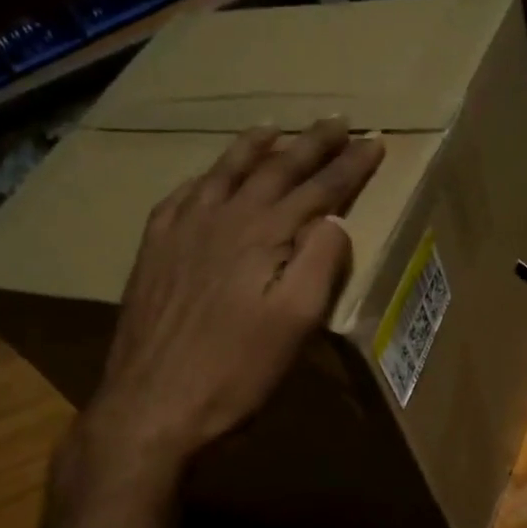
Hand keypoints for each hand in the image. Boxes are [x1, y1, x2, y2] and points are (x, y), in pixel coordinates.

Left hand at [82, 117, 382, 466]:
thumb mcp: (295, 324)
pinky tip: (208, 178)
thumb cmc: (235, 372)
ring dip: (255, 147)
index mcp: (264, 235)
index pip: (318, 190)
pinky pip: (183, 195)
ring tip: (274, 127)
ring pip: (225, 172)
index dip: (349, 166)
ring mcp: (181, 231)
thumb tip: (333, 221)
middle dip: (310, 144)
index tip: (374, 142)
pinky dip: (206, 177)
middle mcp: (222, 219)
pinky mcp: (153, 251)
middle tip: (336, 122)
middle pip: (274, 169)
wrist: (152, 405)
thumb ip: (320, 264)